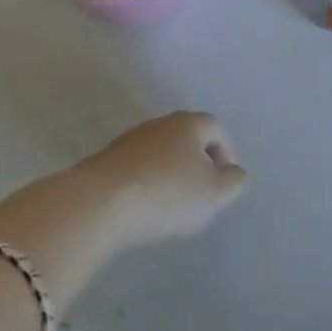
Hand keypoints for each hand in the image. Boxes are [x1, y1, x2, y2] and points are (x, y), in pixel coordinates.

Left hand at [74, 110, 248, 248]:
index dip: (225, 153)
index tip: (224, 182)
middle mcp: (161, 123)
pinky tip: (142, 208)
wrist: (98, 204)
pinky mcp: (105, 161)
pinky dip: (145, 183)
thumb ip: (233, 181)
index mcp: (190, 123)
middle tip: (200, 193)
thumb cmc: (166, 193)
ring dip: (169, 173)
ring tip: (170, 205)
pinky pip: (136, 168)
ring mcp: (130, 140)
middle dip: (197, 162)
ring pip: (160, 153)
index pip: (216, 129)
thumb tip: (233, 173)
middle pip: (187, 138)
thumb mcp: (214, 193)